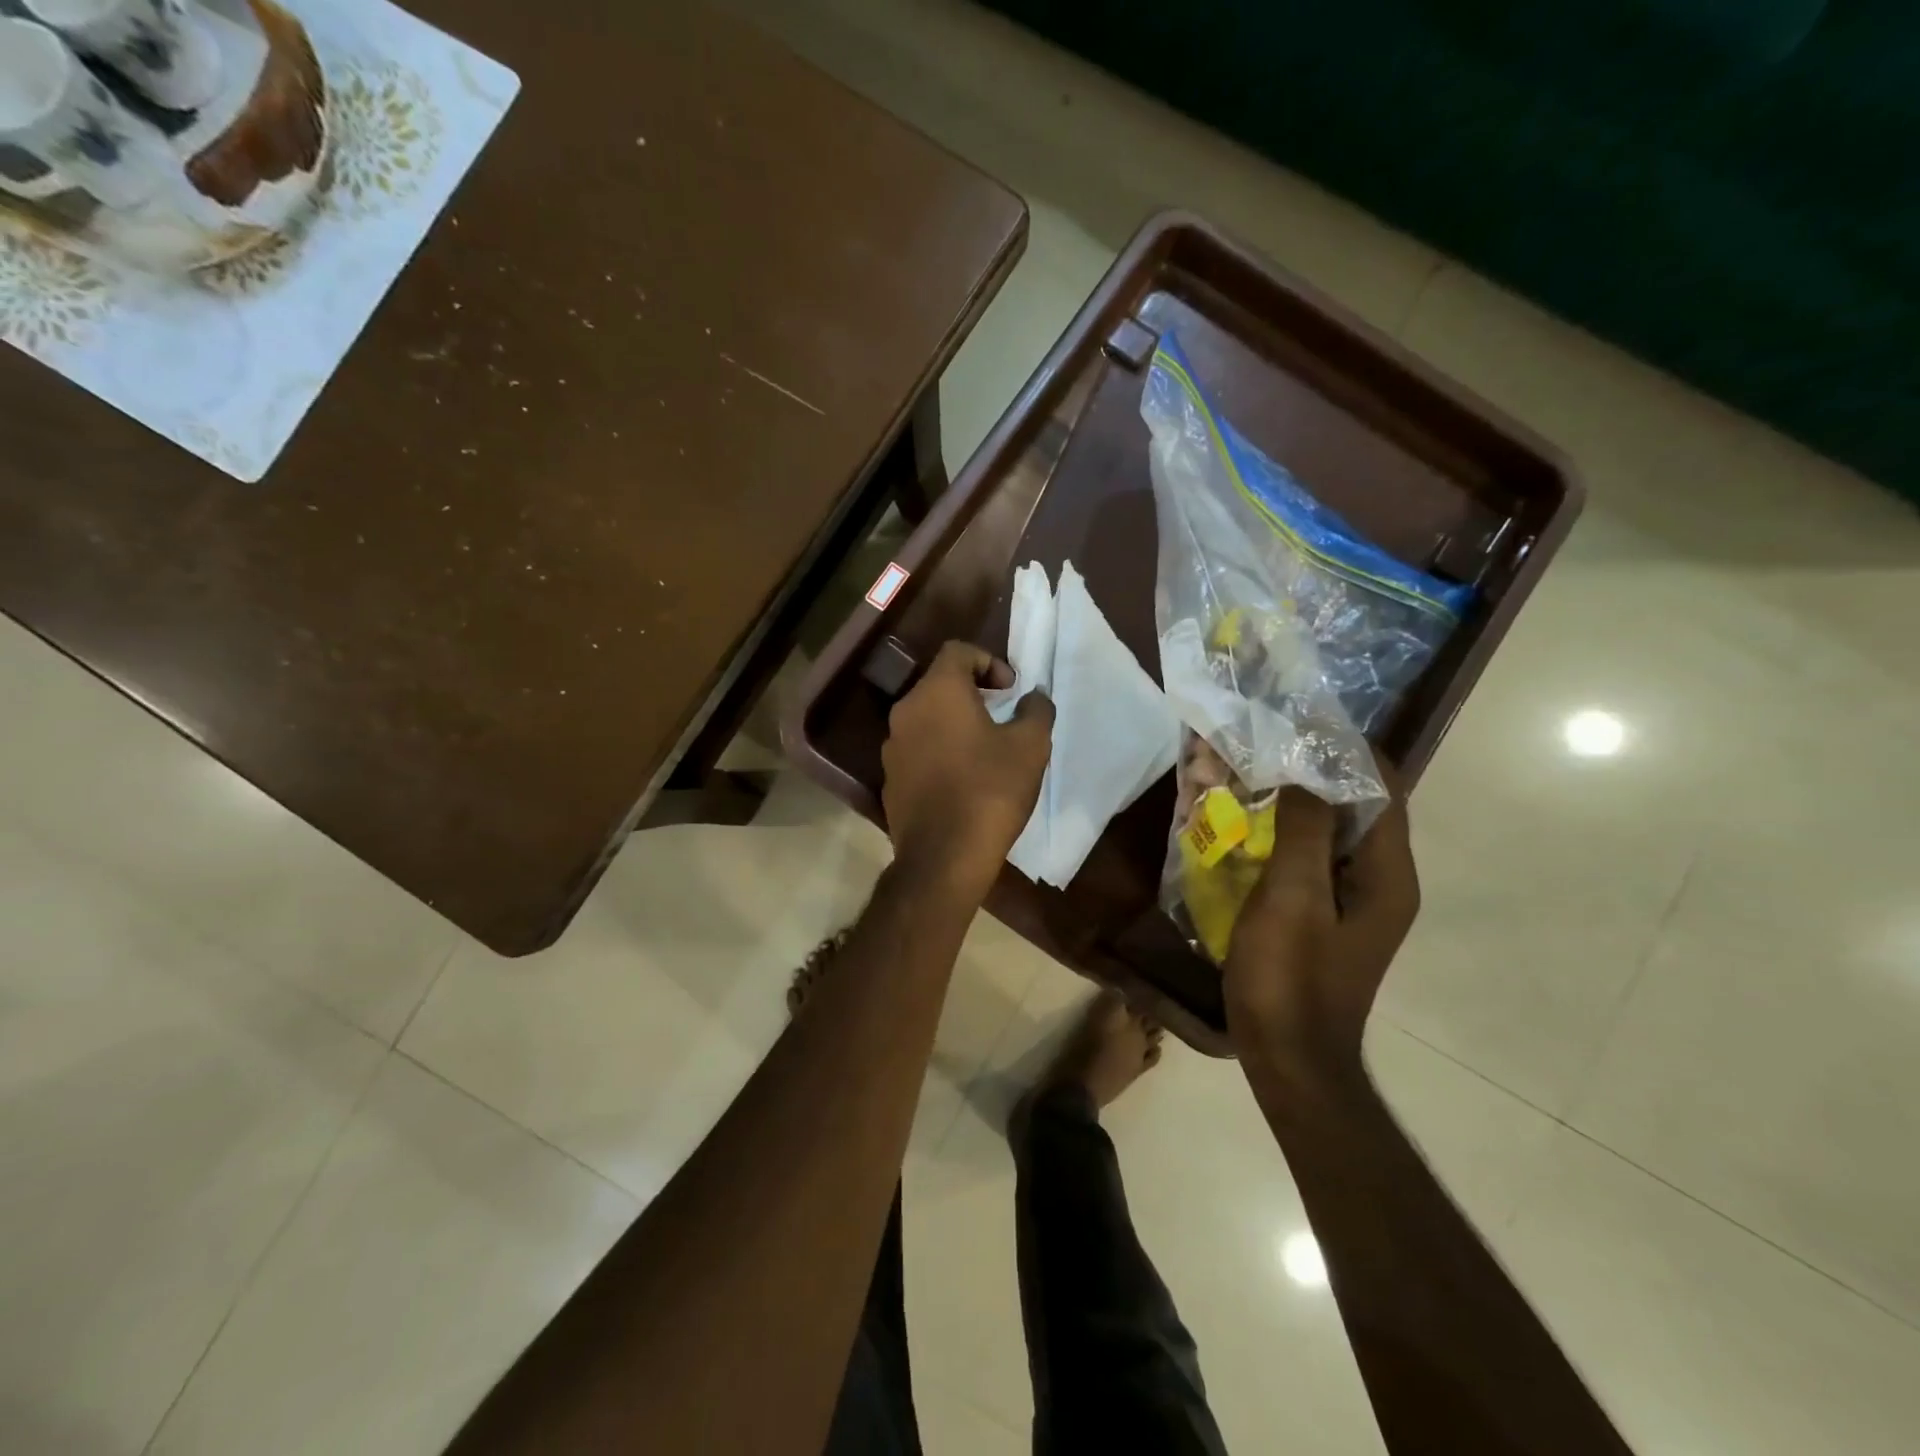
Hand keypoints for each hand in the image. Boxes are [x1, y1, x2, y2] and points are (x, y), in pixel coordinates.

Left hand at [881, 641, 1053, 893]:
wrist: (943, 856)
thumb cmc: (990, 790)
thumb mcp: (1030, 747)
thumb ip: (1035, 711)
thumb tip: (1033, 697)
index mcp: (937, 692)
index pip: (957, 651)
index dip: (988, 661)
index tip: (1010, 690)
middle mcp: (906, 711)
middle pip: (939, 684)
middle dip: (973, 693)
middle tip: (1002, 716)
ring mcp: (892, 747)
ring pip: (926, 719)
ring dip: (954, 723)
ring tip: (984, 749)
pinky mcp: (889, 779)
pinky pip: (917, 750)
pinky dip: (939, 751)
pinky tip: (962, 780)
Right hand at [1223, 774, 1419, 1078]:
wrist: (1287, 1058)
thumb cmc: (1291, 977)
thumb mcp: (1293, 898)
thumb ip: (1304, 829)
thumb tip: (1307, 769)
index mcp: (1384, 873)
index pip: (1381, 789)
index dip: (1345, 749)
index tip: (1297, 721)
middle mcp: (1375, 879)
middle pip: (1349, 806)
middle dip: (1303, 772)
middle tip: (1255, 747)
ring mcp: (1347, 899)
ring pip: (1320, 830)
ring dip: (1283, 801)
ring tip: (1236, 775)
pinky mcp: (1319, 913)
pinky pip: (1300, 857)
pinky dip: (1272, 832)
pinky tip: (1234, 824)